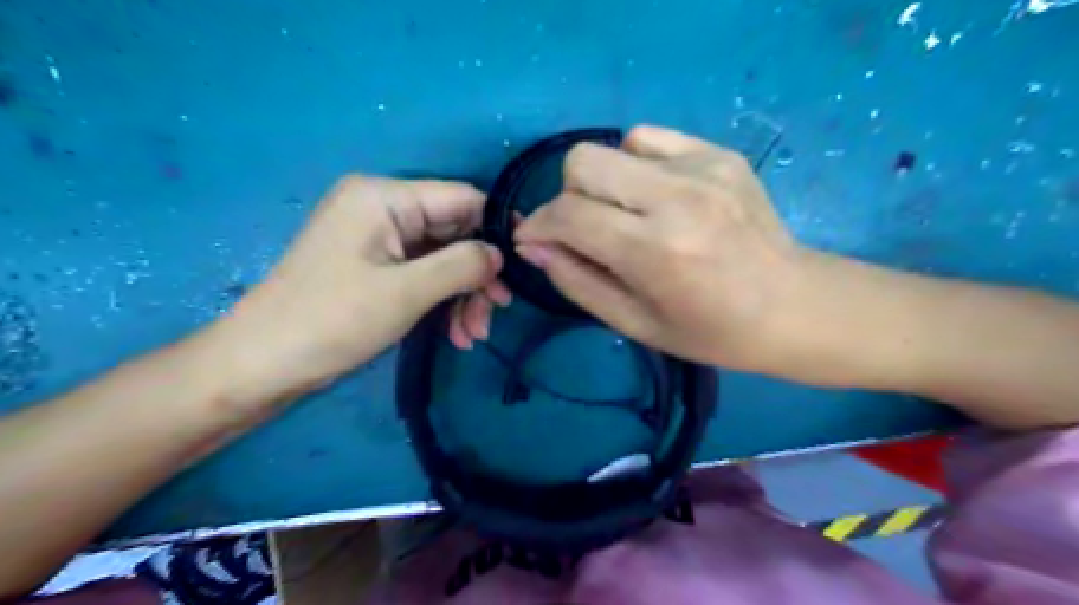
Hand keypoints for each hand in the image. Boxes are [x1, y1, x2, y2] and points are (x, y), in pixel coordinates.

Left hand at [206, 174, 511, 410]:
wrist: (263, 364)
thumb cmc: (333, 320)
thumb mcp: (407, 291)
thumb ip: (463, 264)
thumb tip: (500, 255)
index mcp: (384, 197)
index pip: (462, 198)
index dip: (496, 229)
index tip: (521, 267)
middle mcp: (382, 209)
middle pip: (454, 233)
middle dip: (477, 276)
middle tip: (496, 313)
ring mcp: (378, 240)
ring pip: (443, 259)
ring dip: (463, 296)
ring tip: (473, 335)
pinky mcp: (375, 267)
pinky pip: (423, 276)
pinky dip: (442, 302)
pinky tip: (455, 335)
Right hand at [513, 126, 808, 370]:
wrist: (793, 307)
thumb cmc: (710, 331)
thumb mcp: (634, 323)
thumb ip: (576, 281)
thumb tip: (532, 245)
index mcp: (654, 251)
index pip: (568, 215)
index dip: (540, 225)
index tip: (534, 239)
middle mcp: (676, 198)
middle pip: (582, 162)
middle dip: (568, 197)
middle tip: (585, 229)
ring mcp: (703, 168)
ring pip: (614, 145)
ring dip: (605, 181)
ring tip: (628, 213)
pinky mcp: (720, 154)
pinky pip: (651, 139)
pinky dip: (637, 164)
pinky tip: (656, 195)